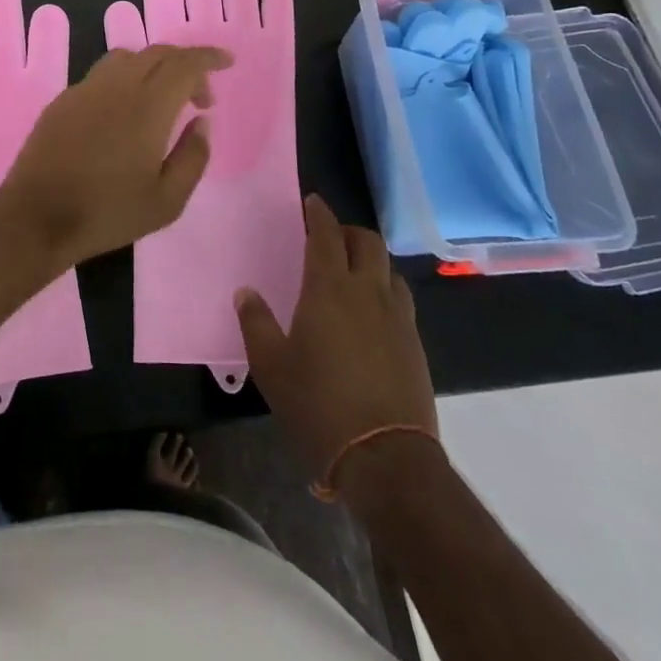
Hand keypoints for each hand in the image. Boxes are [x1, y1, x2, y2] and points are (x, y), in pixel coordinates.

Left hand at [0, 44, 231, 268]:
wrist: (37, 217)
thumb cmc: (108, 213)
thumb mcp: (167, 200)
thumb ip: (193, 156)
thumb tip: (202, 122)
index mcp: (147, 105)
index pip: (184, 63)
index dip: (208, 57)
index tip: (227, 62)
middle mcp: (116, 85)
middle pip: (157, 53)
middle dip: (186, 65)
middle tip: (200, 98)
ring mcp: (85, 89)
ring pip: (127, 58)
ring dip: (154, 68)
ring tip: (163, 100)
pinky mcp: (63, 100)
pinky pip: (102, 75)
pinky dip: (126, 79)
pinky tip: (125, 112)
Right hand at [236, 196, 438, 483]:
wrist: (386, 458)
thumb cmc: (318, 404)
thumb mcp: (271, 365)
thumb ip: (255, 322)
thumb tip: (246, 292)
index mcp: (329, 288)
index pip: (326, 234)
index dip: (319, 213)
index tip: (312, 202)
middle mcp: (368, 291)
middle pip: (366, 241)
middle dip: (348, 231)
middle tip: (329, 238)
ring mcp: (397, 317)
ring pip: (389, 269)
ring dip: (370, 260)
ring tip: (353, 273)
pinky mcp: (415, 344)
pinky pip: (401, 299)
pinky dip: (385, 290)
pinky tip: (372, 313)